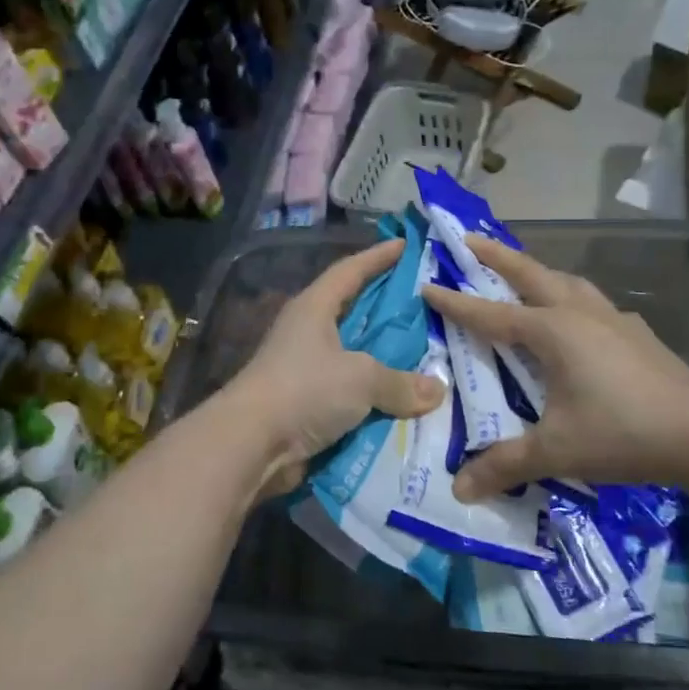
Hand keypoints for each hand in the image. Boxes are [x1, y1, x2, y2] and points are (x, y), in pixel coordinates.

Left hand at [222, 238, 444, 498]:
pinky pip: (350, 394)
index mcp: (314, 308)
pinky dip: (374, 397)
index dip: (377, 257)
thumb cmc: (304, 390)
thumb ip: (400, 381)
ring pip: (354, 357)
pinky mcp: (306, 404)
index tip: (404, 245)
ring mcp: (304, 370)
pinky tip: (404, 401)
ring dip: (384, 359)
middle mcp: (307, 333)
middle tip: (425, 304)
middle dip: (387, 309)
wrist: (251, 444)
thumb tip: (437, 390)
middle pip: (353, 312)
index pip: (350, 271)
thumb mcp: (361, 377)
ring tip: (426, 356)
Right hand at [423, 237, 688, 499]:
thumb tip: (459, 490)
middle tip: (471, 239)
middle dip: (498, 256)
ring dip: (539, 272)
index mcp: (553, 332)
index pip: (491, 314)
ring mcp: (614, 320)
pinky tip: (580, 318)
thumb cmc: (621, 433)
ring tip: (524, 272)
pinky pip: (595, 304)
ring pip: (568, 282)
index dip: (456, 303)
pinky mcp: (638, 335)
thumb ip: (505, 465)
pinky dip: (574, 299)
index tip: (427, 286)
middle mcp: (580, 314)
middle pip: (532, 274)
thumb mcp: (556, 451)